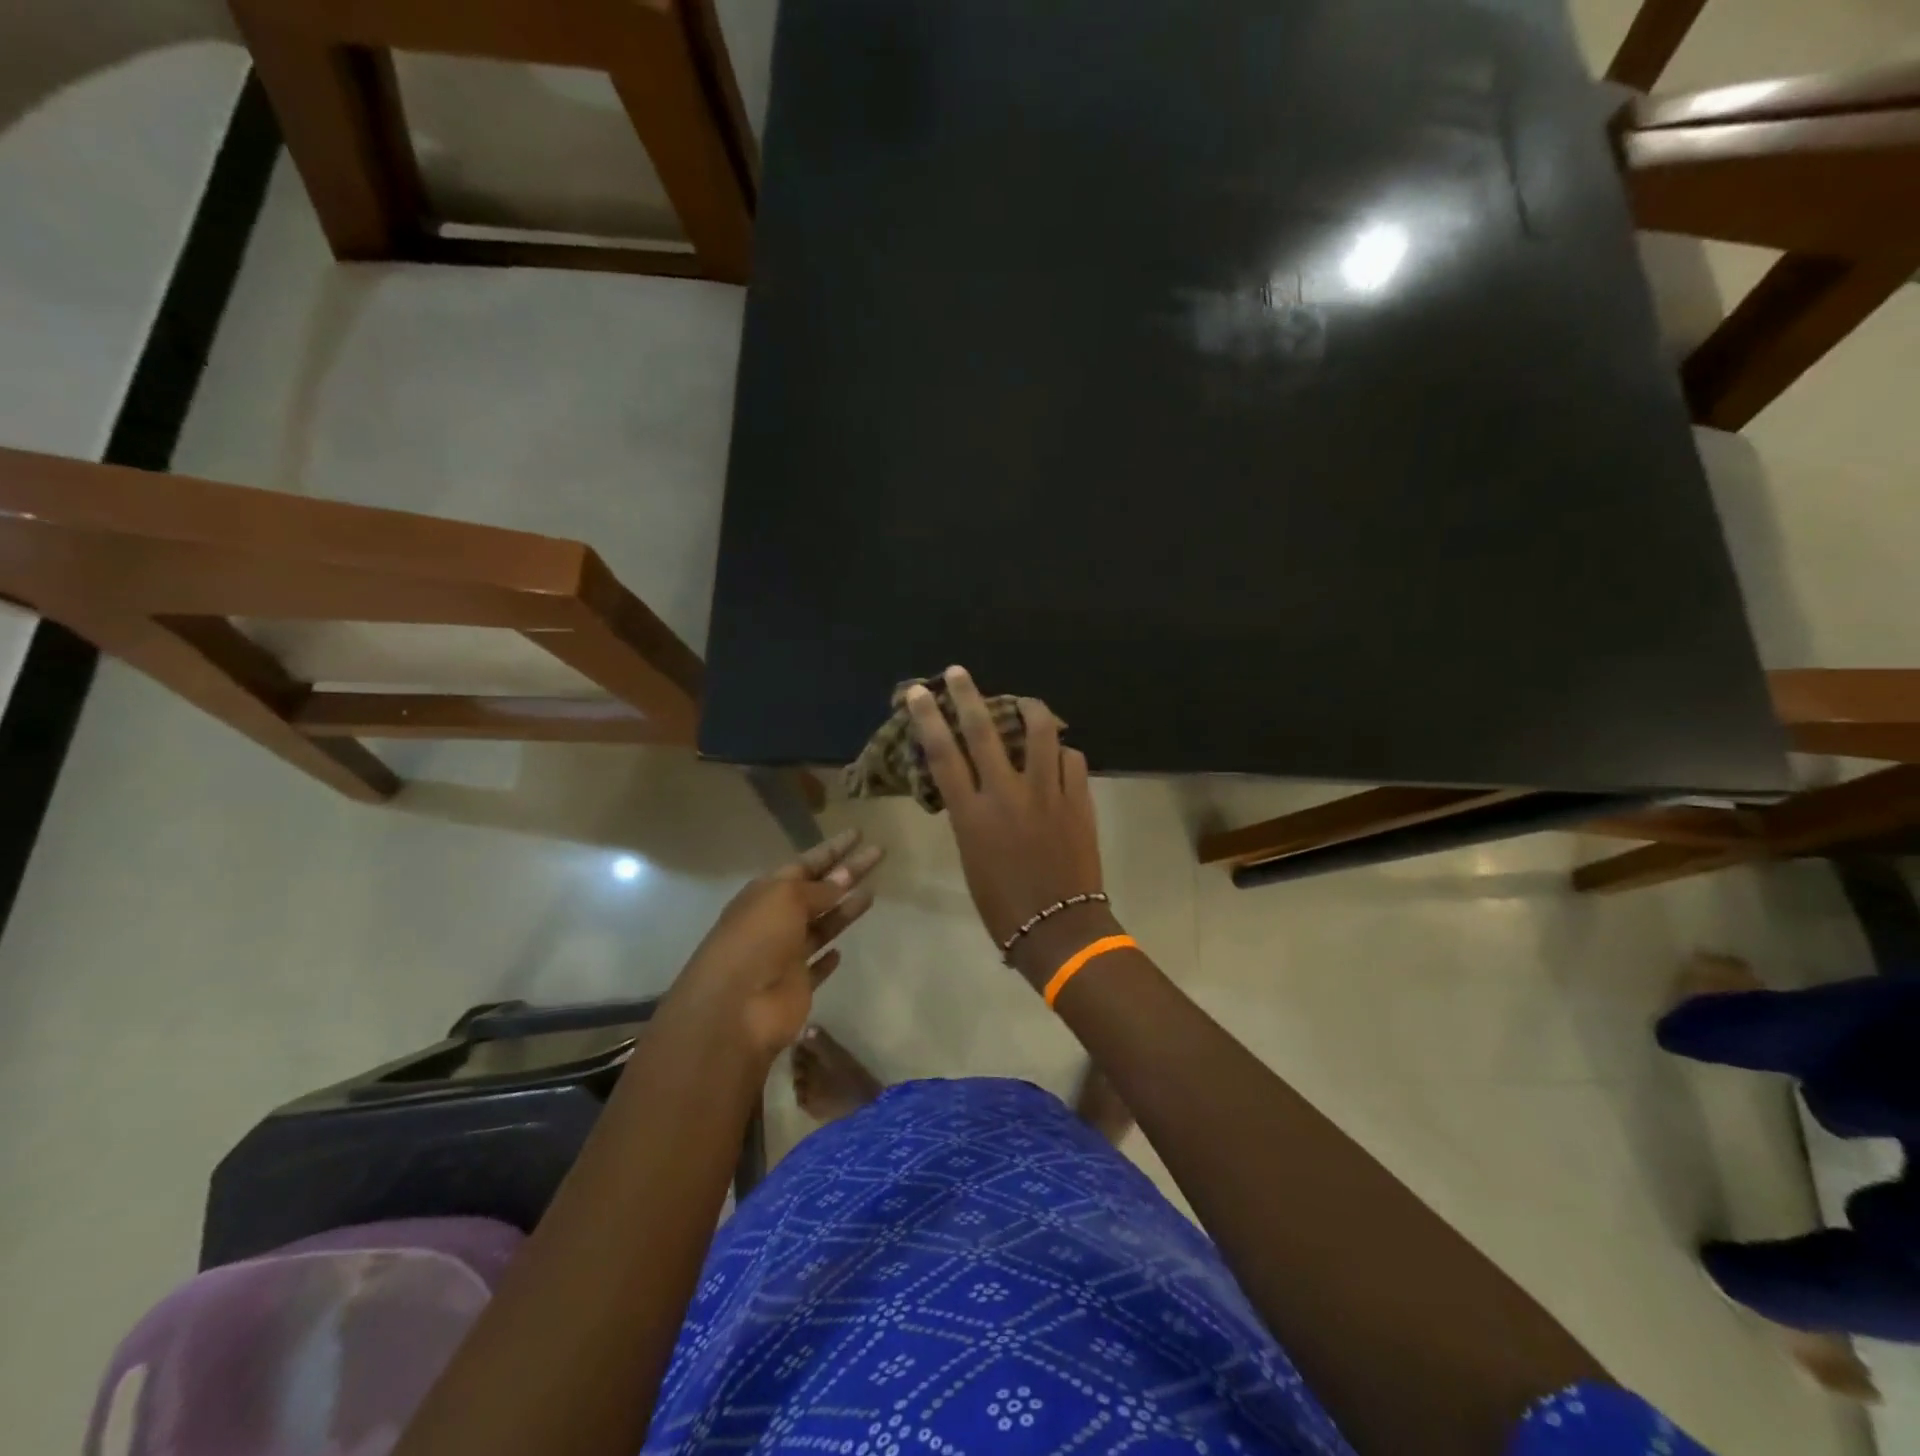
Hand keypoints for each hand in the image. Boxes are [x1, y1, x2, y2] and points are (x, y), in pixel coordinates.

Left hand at [665, 829, 883, 1057]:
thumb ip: (818, 889)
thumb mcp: (785, 899)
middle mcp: (776, 920)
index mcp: (766, 893)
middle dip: (847, 872)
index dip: (832, 849)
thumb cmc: (756, 941)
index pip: (805, 863)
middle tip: (879, 854)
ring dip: (844, 910)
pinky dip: (827, 959)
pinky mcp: (796, 987)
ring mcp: (786, 955)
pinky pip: (815, 969)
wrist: (734, 1010)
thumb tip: (842, 877)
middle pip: (819, 891)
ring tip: (873, 893)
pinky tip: (840, 951)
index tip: (859, 834)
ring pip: (821, 926)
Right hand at [908, 667, 1112, 985]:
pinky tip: (1058, 756)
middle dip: (967, 695)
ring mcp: (1046, 793)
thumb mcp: (971, 856)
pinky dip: (1061, 752)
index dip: (928, 718)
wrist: (1057, 928)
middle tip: (958, 672)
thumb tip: (976, 784)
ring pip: (1040, 732)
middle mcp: (1006, 795)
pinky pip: (1071, 759)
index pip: (943, 754)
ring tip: (1024, 702)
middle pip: (984, 731)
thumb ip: (971, 814)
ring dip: (1029, 708)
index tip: (919, 692)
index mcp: (971, 814)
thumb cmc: (1002, 903)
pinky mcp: (1078, 799)